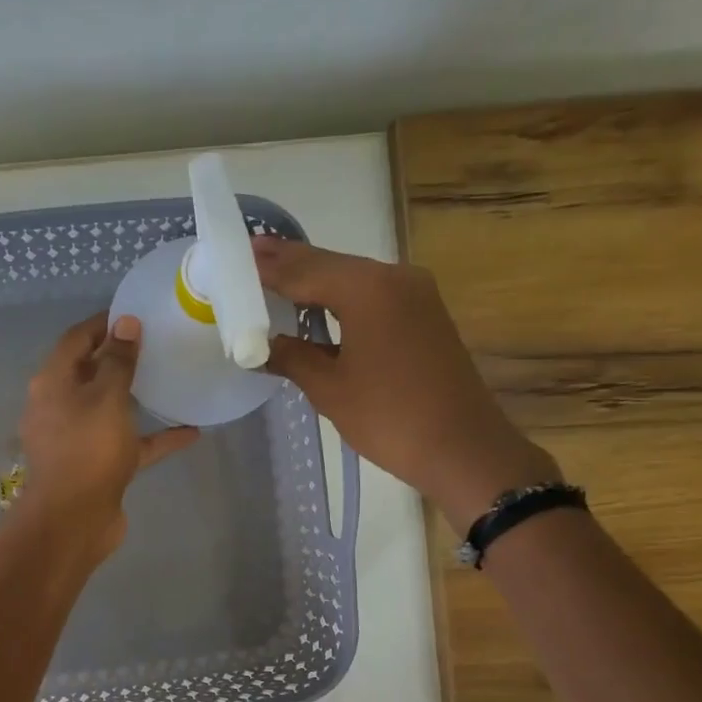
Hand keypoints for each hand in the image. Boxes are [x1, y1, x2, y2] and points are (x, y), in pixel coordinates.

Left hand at [15, 312, 198, 557]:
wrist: (74, 520)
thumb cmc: (87, 449)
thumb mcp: (106, 397)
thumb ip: (118, 360)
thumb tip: (125, 323)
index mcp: (53, 383)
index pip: (76, 340)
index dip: (103, 324)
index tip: (134, 313)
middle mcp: (60, 407)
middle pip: (91, 373)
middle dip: (120, 358)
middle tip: (156, 342)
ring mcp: (79, 439)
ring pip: (110, 410)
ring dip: (137, 397)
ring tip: (170, 379)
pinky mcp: (98, 466)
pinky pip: (129, 444)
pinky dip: (155, 437)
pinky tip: (191, 432)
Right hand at [256, 237, 559, 529]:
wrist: (462, 448)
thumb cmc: (389, 417)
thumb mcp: (330, 389)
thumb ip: (293, 358)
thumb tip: (263, 346)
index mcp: (368, 290)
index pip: (307, 270)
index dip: (271, 267)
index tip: (239, 255)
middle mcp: (395, 278)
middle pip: (332, 265)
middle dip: (292, 263)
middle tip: (253, 253)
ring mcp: (416, 295)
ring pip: (354, 278)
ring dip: (317, 279)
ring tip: (277, 276)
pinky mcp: (425, 315)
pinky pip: (373, 295)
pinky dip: (341, 297)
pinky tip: (320, 304)